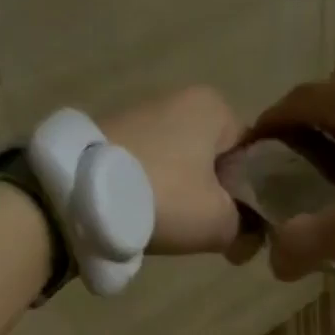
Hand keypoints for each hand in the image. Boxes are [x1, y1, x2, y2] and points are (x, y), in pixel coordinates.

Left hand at [101, 87, 262, 262]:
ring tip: (176, 229)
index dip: (254, 196)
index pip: (254, 155)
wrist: (81, 197)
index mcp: (214, 106)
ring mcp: (142, 115)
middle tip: (211, 231)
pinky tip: (149, 216)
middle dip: (218, 197)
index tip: (244, 227)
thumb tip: (249, 236)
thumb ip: (247, 228)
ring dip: (187, 198)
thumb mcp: (221, 222)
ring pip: (185, 168)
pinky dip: (157, 193)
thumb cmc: (166, 198)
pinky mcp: (114, 137)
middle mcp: (180, 99)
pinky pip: (153, 170)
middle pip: (217, 161)